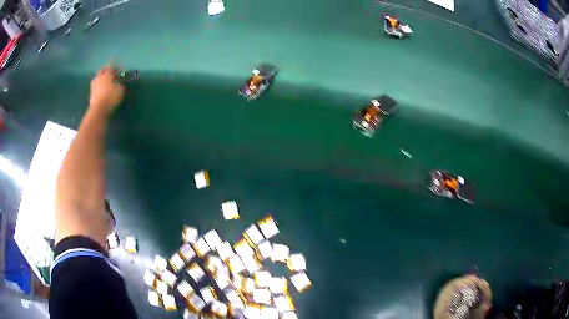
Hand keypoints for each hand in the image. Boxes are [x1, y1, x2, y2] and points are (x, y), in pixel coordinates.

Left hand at [89, 63, 124, 115]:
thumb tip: (121, 83)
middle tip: (109, 72)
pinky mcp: (91, 93)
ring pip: (97, 77)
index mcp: (107, 74)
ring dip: (100, 77)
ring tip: (104, 81)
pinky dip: (98, 85)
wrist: (98, 110)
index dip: (113, 65)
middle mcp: (99, 77)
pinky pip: (95, 85)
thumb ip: (121, 85)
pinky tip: (101, 88)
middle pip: (101, 70)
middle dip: (105, 70)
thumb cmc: (110, 98)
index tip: (116, 66)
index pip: (110, 66)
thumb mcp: (120, 91)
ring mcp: (94, 85)